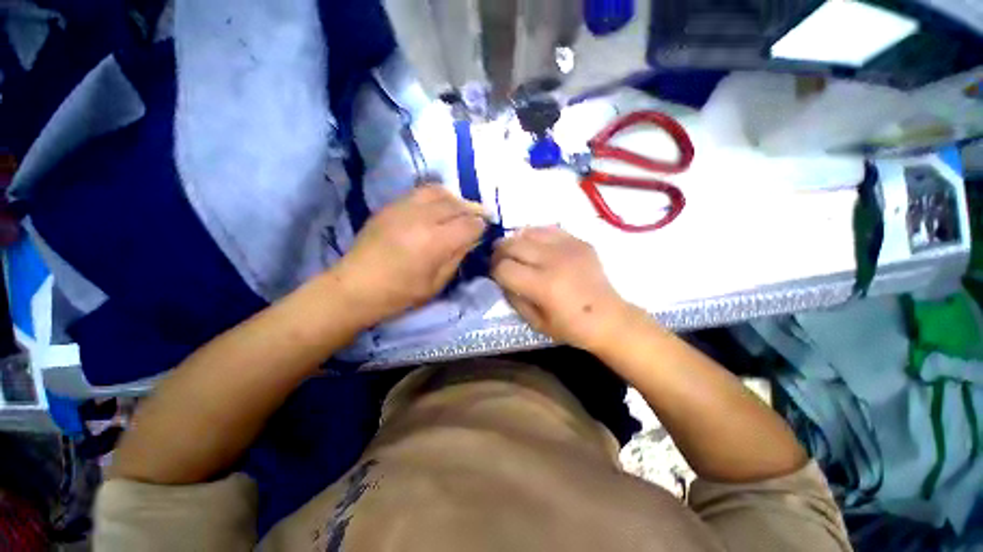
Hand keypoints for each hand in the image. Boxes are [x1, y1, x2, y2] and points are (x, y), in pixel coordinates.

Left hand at [334, 185, 486, 323]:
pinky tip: (437, 207)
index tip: (483, 231)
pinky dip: (435, 197)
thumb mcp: (437, 283)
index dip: (481, 227)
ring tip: (458, 209)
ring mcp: (404, 208)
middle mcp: (422, 218)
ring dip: (454, 199)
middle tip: (478, 217)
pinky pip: (420, 192)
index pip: (470, 224)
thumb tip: (471, 239)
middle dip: (472, 210)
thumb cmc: (400, 293)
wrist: (355, 286)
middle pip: (457, 204)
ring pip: (439, 192)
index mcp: (435, 241)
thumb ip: (457, 257)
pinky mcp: (391, 206)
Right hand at [491, 227, 633, 352]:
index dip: (494, 271)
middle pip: (512, 245)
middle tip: (499, 260)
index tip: (495, 275)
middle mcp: (553, 260)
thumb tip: (501, 278)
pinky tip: (536, 246)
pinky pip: (548, 229)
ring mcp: (568, 247)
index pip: (504, 268)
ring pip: (528, 232)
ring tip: (516, 251)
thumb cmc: (571, 327)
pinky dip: (535, 236)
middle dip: (499, 252)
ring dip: (515, 241)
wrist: (609, 318)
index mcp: (543, 285)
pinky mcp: (579, 241)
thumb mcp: (535, 322)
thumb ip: (513, 298)